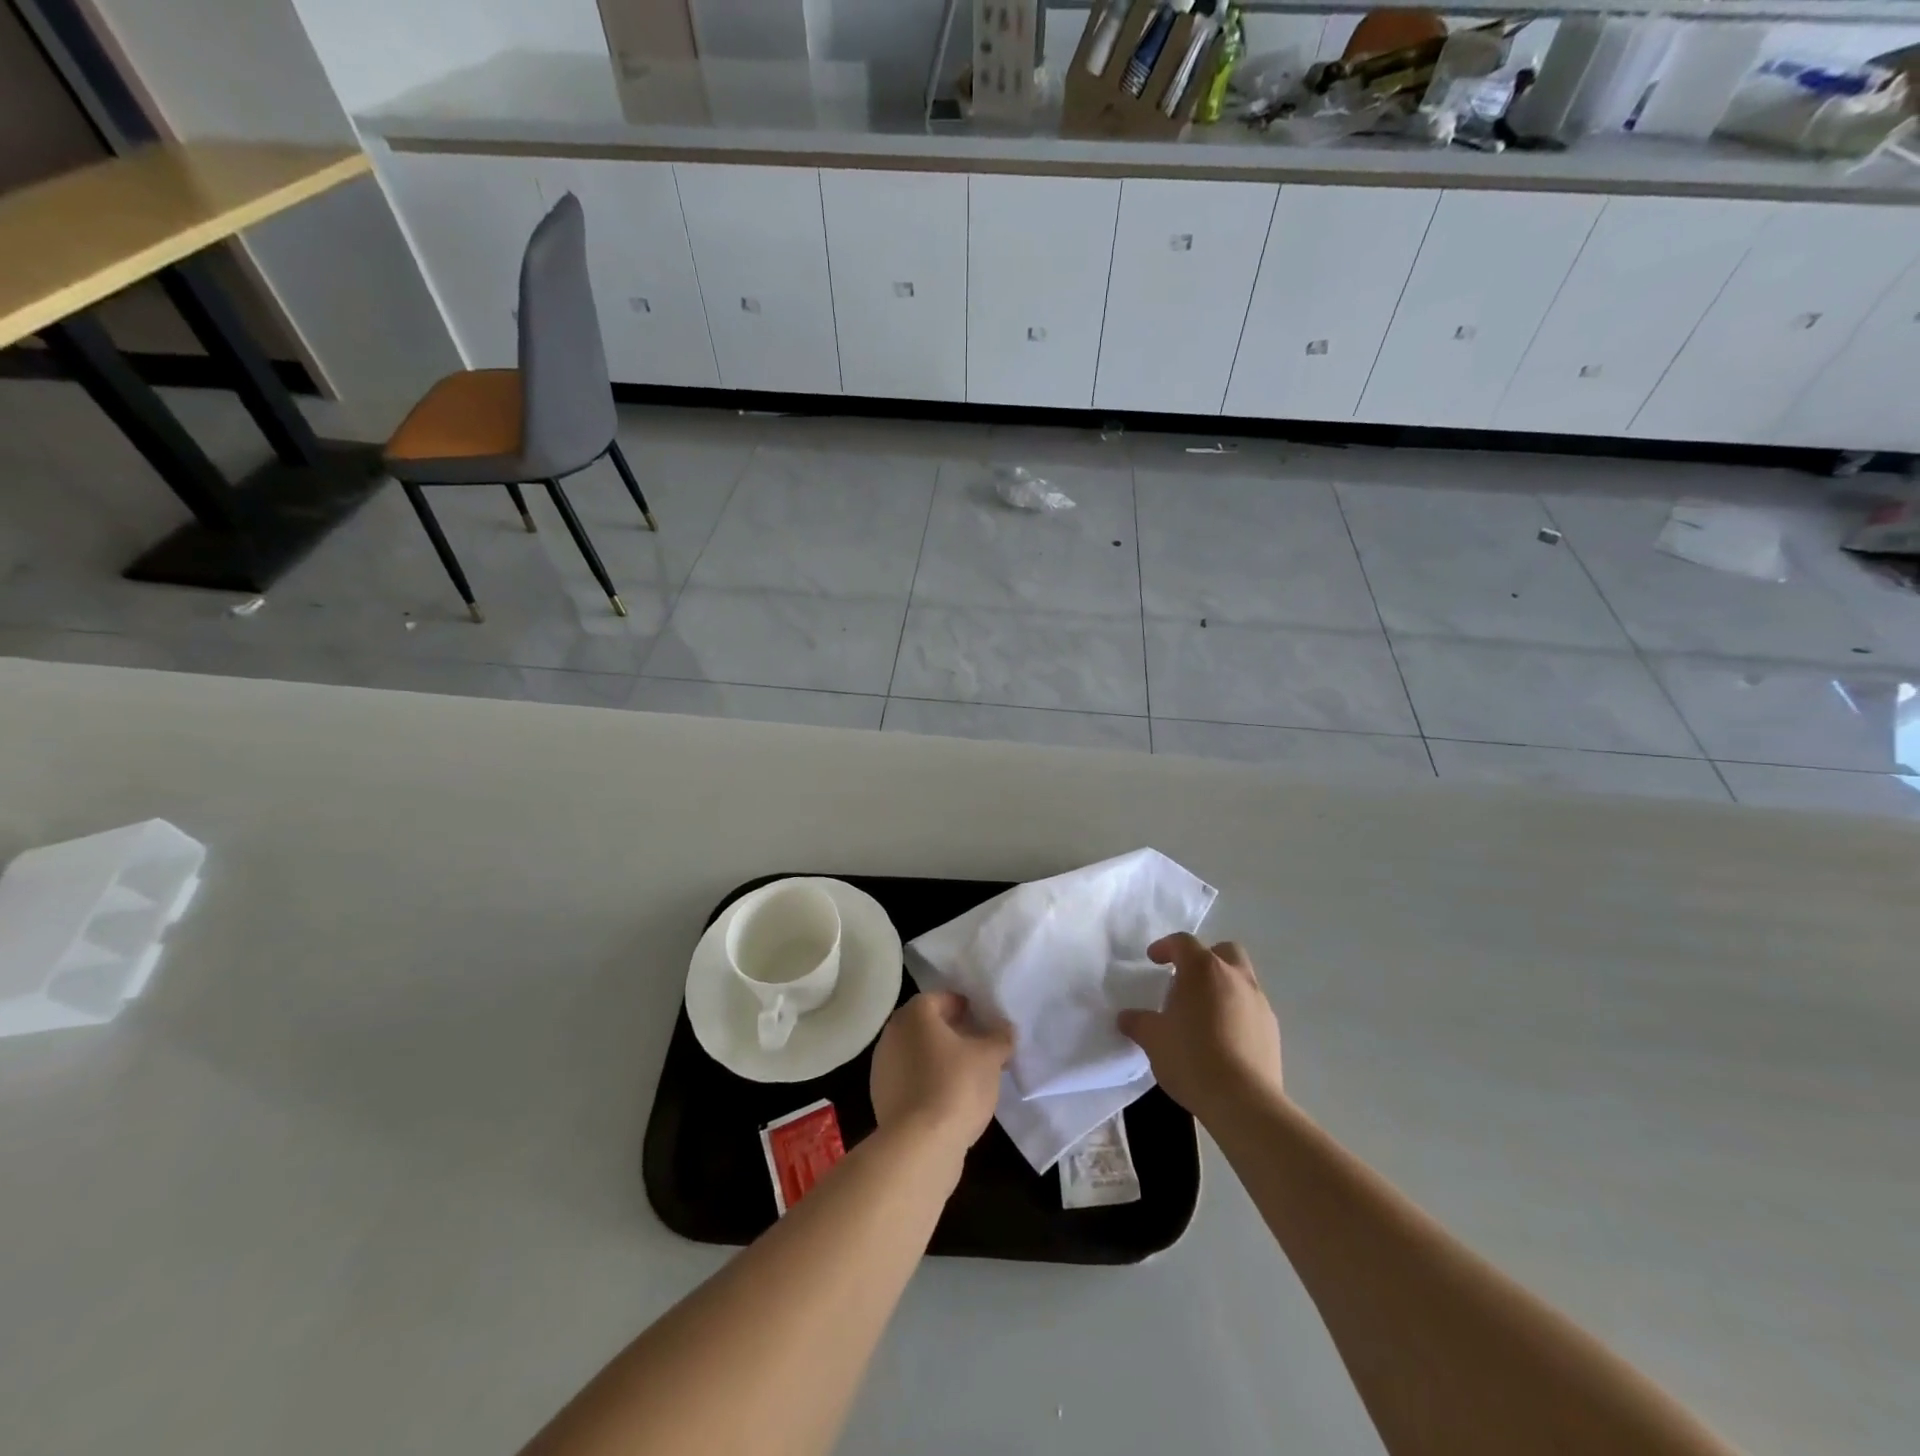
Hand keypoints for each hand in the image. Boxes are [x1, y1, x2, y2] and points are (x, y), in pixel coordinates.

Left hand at [870, 992, 1013, 1155]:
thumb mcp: (990, 1058)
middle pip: (926, 1025)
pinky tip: (948, 1098)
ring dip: (938, 1058)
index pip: (941, 998)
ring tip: (967, 1075)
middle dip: (952, 1033)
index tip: (983, 1021)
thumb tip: (1005, 1029)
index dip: (964, 1007)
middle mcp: (893, 1033)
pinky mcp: (881, 1097)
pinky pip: (910, 1079)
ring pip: (916, 1053)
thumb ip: (999, 1037)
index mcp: (915, 1014)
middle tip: (978, 1046)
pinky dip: (927, 1081)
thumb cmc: (956, 1086)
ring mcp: (882, 1066)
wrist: (919, 1145)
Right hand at [1119, 933, 1282, 1123]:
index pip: (1183, 942)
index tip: (1154, 960)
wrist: (1243, 1101)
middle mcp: (1235, 977)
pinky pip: (1252, 1008)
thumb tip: (1127, 1018)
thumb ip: (1138, 1022)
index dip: (1166, 946)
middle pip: (1224, 950)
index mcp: (1203, 970)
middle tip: (1186, 979)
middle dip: (1205, 958)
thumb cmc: (1191, 1058)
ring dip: (1223, 986)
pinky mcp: (1273, 1030)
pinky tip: (1223, 1039)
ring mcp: (1259, 1003)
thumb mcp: (1153, 1039)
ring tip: (1204, 1014)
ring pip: (1242, 979)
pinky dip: (1237, 1012)